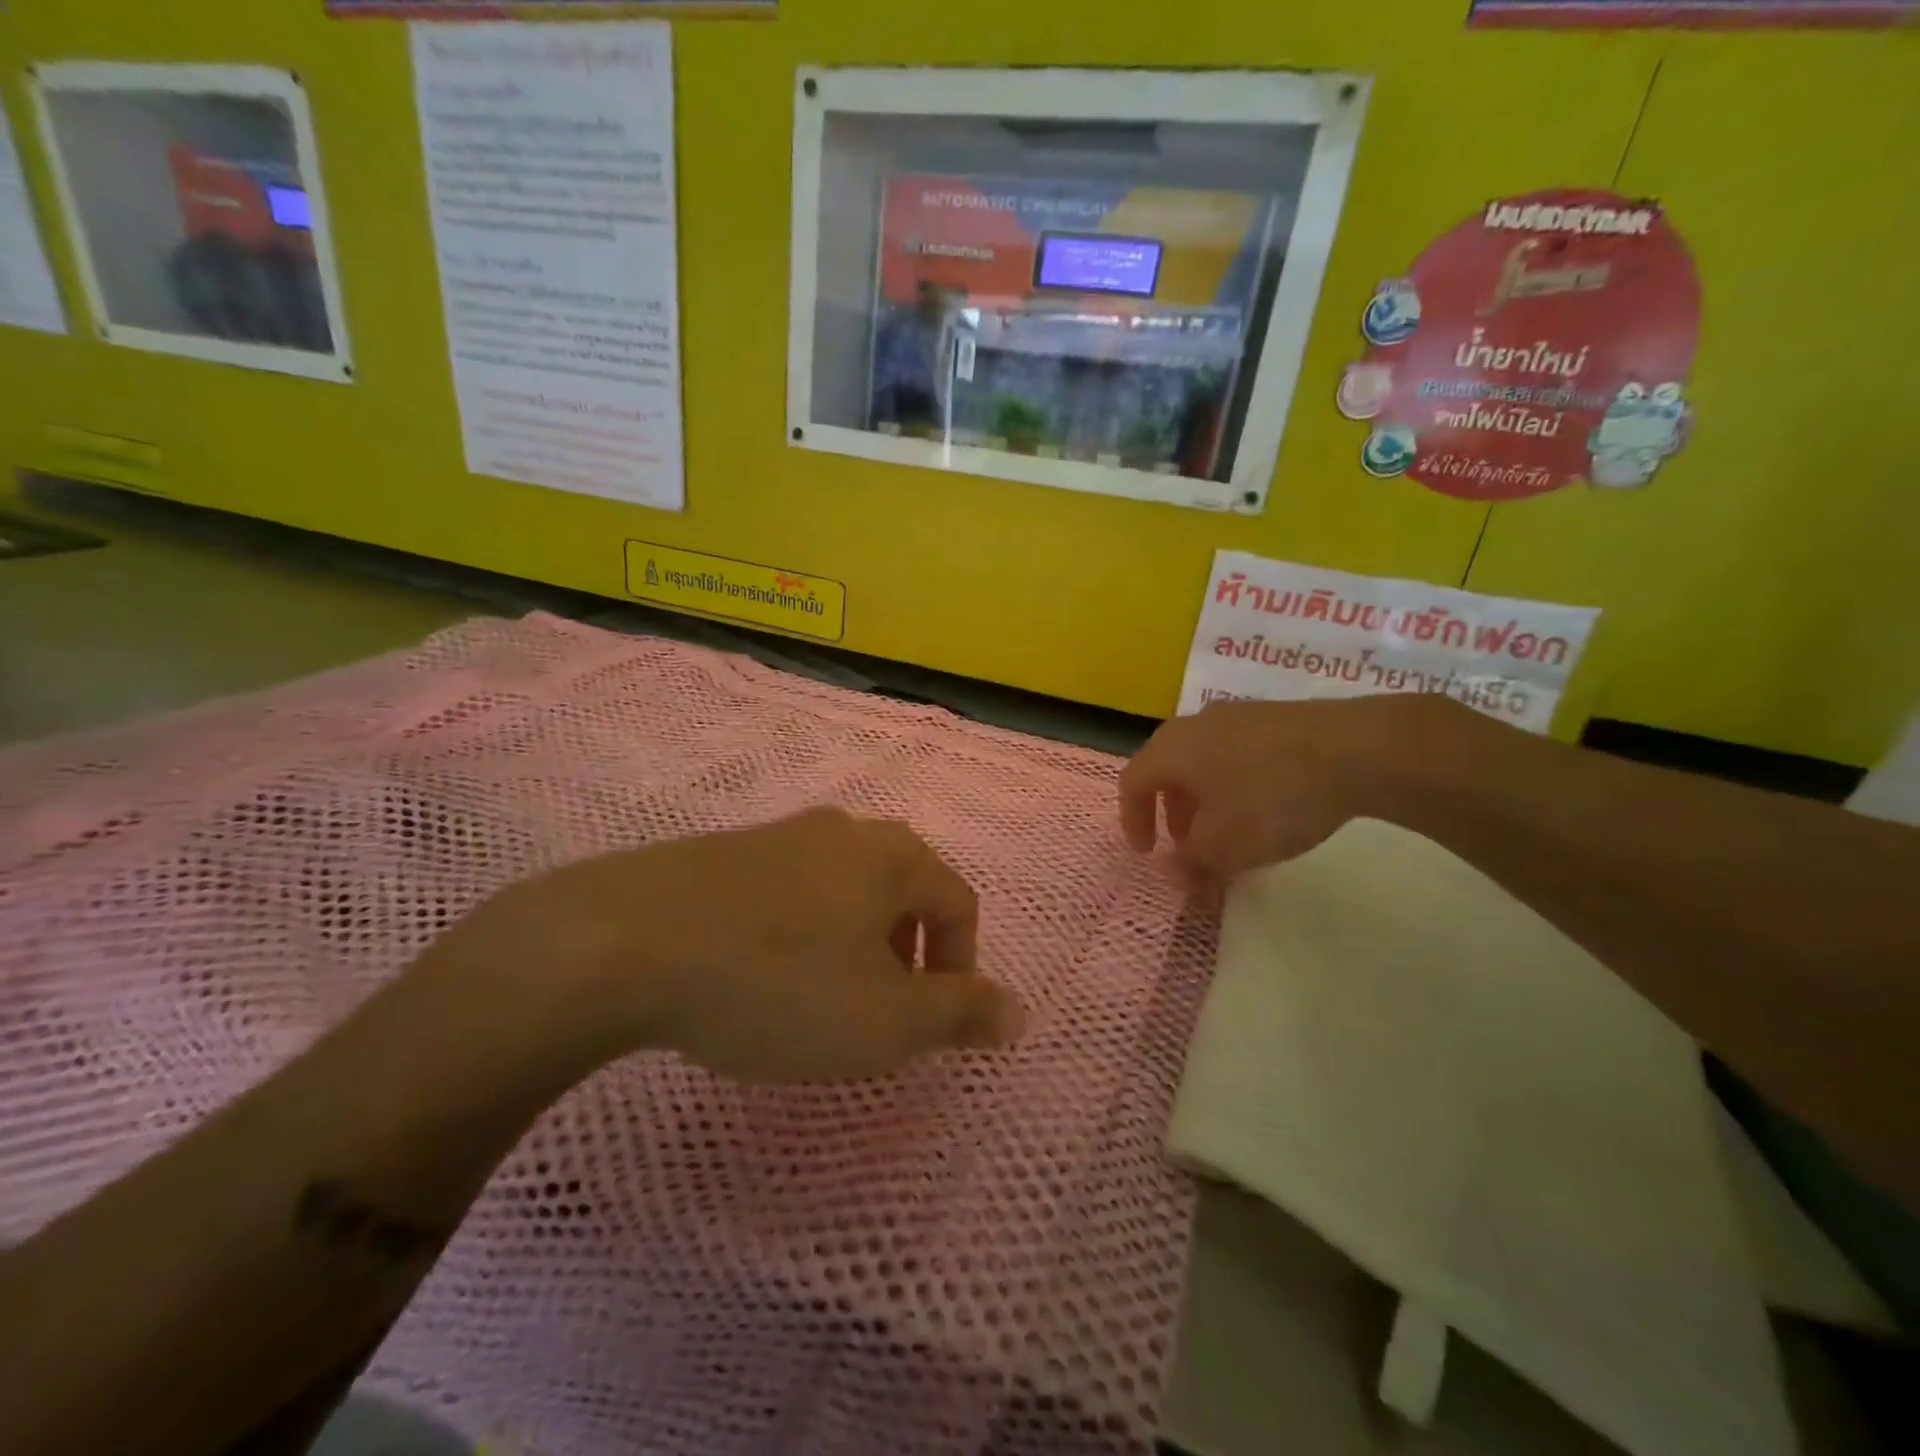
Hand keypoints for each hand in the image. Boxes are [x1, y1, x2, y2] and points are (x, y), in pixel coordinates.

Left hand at [451, 807, 1025, 1083]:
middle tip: (881, 1015)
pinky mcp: (722, 852)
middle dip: (905, 956)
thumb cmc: (779, 984)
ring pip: (843, 891)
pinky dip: (796, 934)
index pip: (958, 905)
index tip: (931, 1027)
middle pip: (902, 891)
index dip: (960, 969)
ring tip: (819, 1001)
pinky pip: (786, 893)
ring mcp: (778, 834)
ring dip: (851, 945)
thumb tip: (1019, 1013)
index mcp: (894, 857)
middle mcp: (844, 830)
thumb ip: (960, 1015)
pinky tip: (758, 976)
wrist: (625, 941)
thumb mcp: (885, 1021)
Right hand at [1119, 696, 1438, 879]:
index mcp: (1170, 749)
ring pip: (1204, 761)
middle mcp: (1195, 724)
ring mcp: (1238, 716)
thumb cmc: (1269, 798)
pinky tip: (1266, 808)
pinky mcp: (1276, 718)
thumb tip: (1176, 872)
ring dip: (1205, 800)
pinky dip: (1236, 785)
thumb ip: (1191, 863)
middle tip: (1188, 845)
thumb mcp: (1223, 846)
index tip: (1148, 853)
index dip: (1133, 821)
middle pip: (1167, 769)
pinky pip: (1238, 754)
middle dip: (1172, 812)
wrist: (1355, 749)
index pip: (1131, 783)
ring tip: (1230, 832)